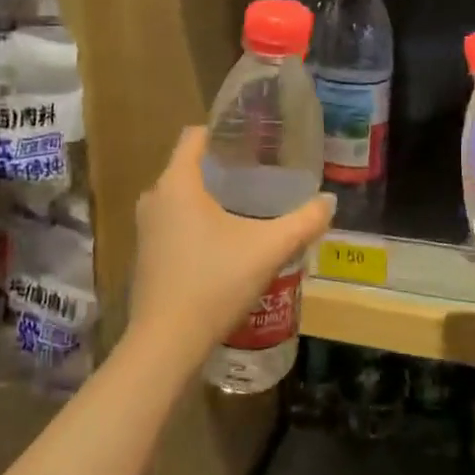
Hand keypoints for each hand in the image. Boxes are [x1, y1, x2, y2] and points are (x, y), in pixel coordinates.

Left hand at [128, 128, 335, 371]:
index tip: (252, 139)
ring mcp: (145, 229)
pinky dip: (196, 222)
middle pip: (189, 167)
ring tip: (248, 206)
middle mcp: (154, 198)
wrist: (167, 342)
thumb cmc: (214, 282)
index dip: (222, 132)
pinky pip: (173, 223)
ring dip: (209, 198)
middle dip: (222, 167)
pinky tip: (225, 242)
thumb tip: (329, 201)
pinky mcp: (145, 255)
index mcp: (177, 183)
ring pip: (180, 198)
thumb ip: (303, 222)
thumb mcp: (268, 250)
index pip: (194, 136)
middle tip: (260, 174)